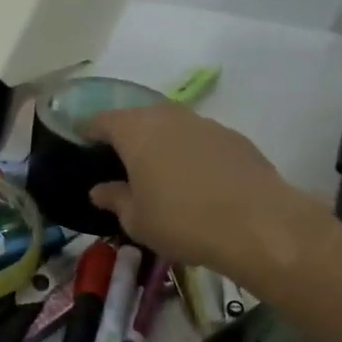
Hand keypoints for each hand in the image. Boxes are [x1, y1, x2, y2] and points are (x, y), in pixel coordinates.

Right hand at [86, 104, 335, 282]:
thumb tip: (99, 189)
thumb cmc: (182, 221)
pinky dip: (191, 152)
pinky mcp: (234, 138)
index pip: (103, 120)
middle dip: (127, 134)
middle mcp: (168, 117)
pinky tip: (196, 180)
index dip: (90, 130)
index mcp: (136, 131)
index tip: (83, 142)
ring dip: (162, 142)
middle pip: (139, 117)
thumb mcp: (137, 219)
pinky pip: (200, 139)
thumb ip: (114, 199)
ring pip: (173, 125)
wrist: (258, 224)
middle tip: (120, 160)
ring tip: (159, 170)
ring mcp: (205, 123)